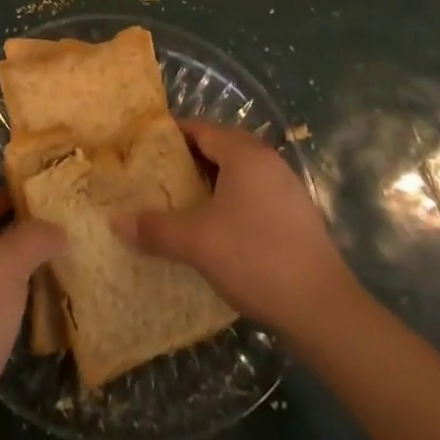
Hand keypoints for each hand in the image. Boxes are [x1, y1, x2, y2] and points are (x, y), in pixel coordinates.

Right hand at [115, 118, 353, 336]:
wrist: (323, 310)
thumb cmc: (255, 257)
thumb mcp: (196, 242)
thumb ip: (155, 228)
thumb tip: (116, 222)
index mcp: (245, 154)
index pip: (201, 129)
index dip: (171, 134)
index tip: (143, 146)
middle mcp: (268, 162)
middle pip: (221, 148)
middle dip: (188, 160)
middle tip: (156, 176)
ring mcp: (287, 190)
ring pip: (239, 175)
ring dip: (210, 184)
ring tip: (180, 203)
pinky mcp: (297, 219)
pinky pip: (254, 197)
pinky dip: (231, 204)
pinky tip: (215, 230)